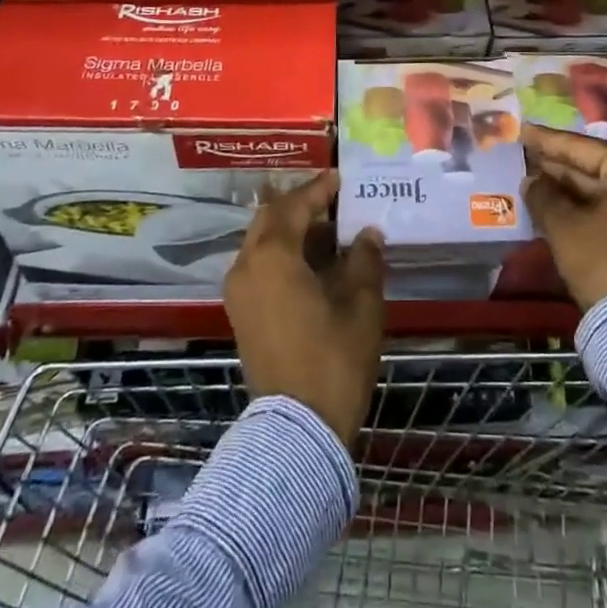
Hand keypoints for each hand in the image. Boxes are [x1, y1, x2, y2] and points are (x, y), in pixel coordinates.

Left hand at [224, 171, 384, 444]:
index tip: (340, 177)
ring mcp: (239, 292)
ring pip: (262, 242)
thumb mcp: (361, 305)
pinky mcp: (241, 314)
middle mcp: (246, 266)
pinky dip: (283, 254)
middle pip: (270, 218)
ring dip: (292, 231)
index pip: (295, 206)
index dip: (319, 189)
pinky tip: (314, 263)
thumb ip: (364, 260)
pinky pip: (259, 266)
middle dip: (300, 205)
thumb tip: (367, 234)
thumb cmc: (333, 359)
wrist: (297, 430)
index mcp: (272, 256)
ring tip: (330, 231)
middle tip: (332, 200)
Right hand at [521, 123, 606, 311]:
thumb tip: (531, 180)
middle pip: (595, 168)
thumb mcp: (564, 224)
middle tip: (525, 155)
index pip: (583, 147)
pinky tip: (555, 206)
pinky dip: (584, 209)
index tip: (523, 130)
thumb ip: (543, 195)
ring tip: (533, 179)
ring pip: (602, 192)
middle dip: (558, 166)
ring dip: (568, 189)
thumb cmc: (603, 258)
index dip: (548, 141)